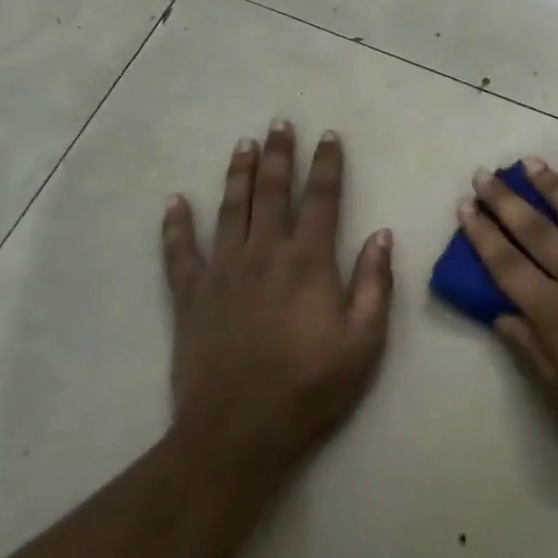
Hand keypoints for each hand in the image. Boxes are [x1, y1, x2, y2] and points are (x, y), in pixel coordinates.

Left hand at [162, 121, 393, 486]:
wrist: (238, 433)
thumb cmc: (310, 388)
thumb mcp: (364, 342)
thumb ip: (375, 284)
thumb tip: (381, 234)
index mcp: (308, 262)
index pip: (322, 198)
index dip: (327, 164)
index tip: (329, 136)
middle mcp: (264, 253)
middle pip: (272, 191)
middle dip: (279, 155)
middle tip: (280, 124)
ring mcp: (222, 271)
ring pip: (230, 209)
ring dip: (238, 174)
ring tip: (243, 145)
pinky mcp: (189, 296)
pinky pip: (179, 251)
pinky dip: (176, 224)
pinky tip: (175, 201)